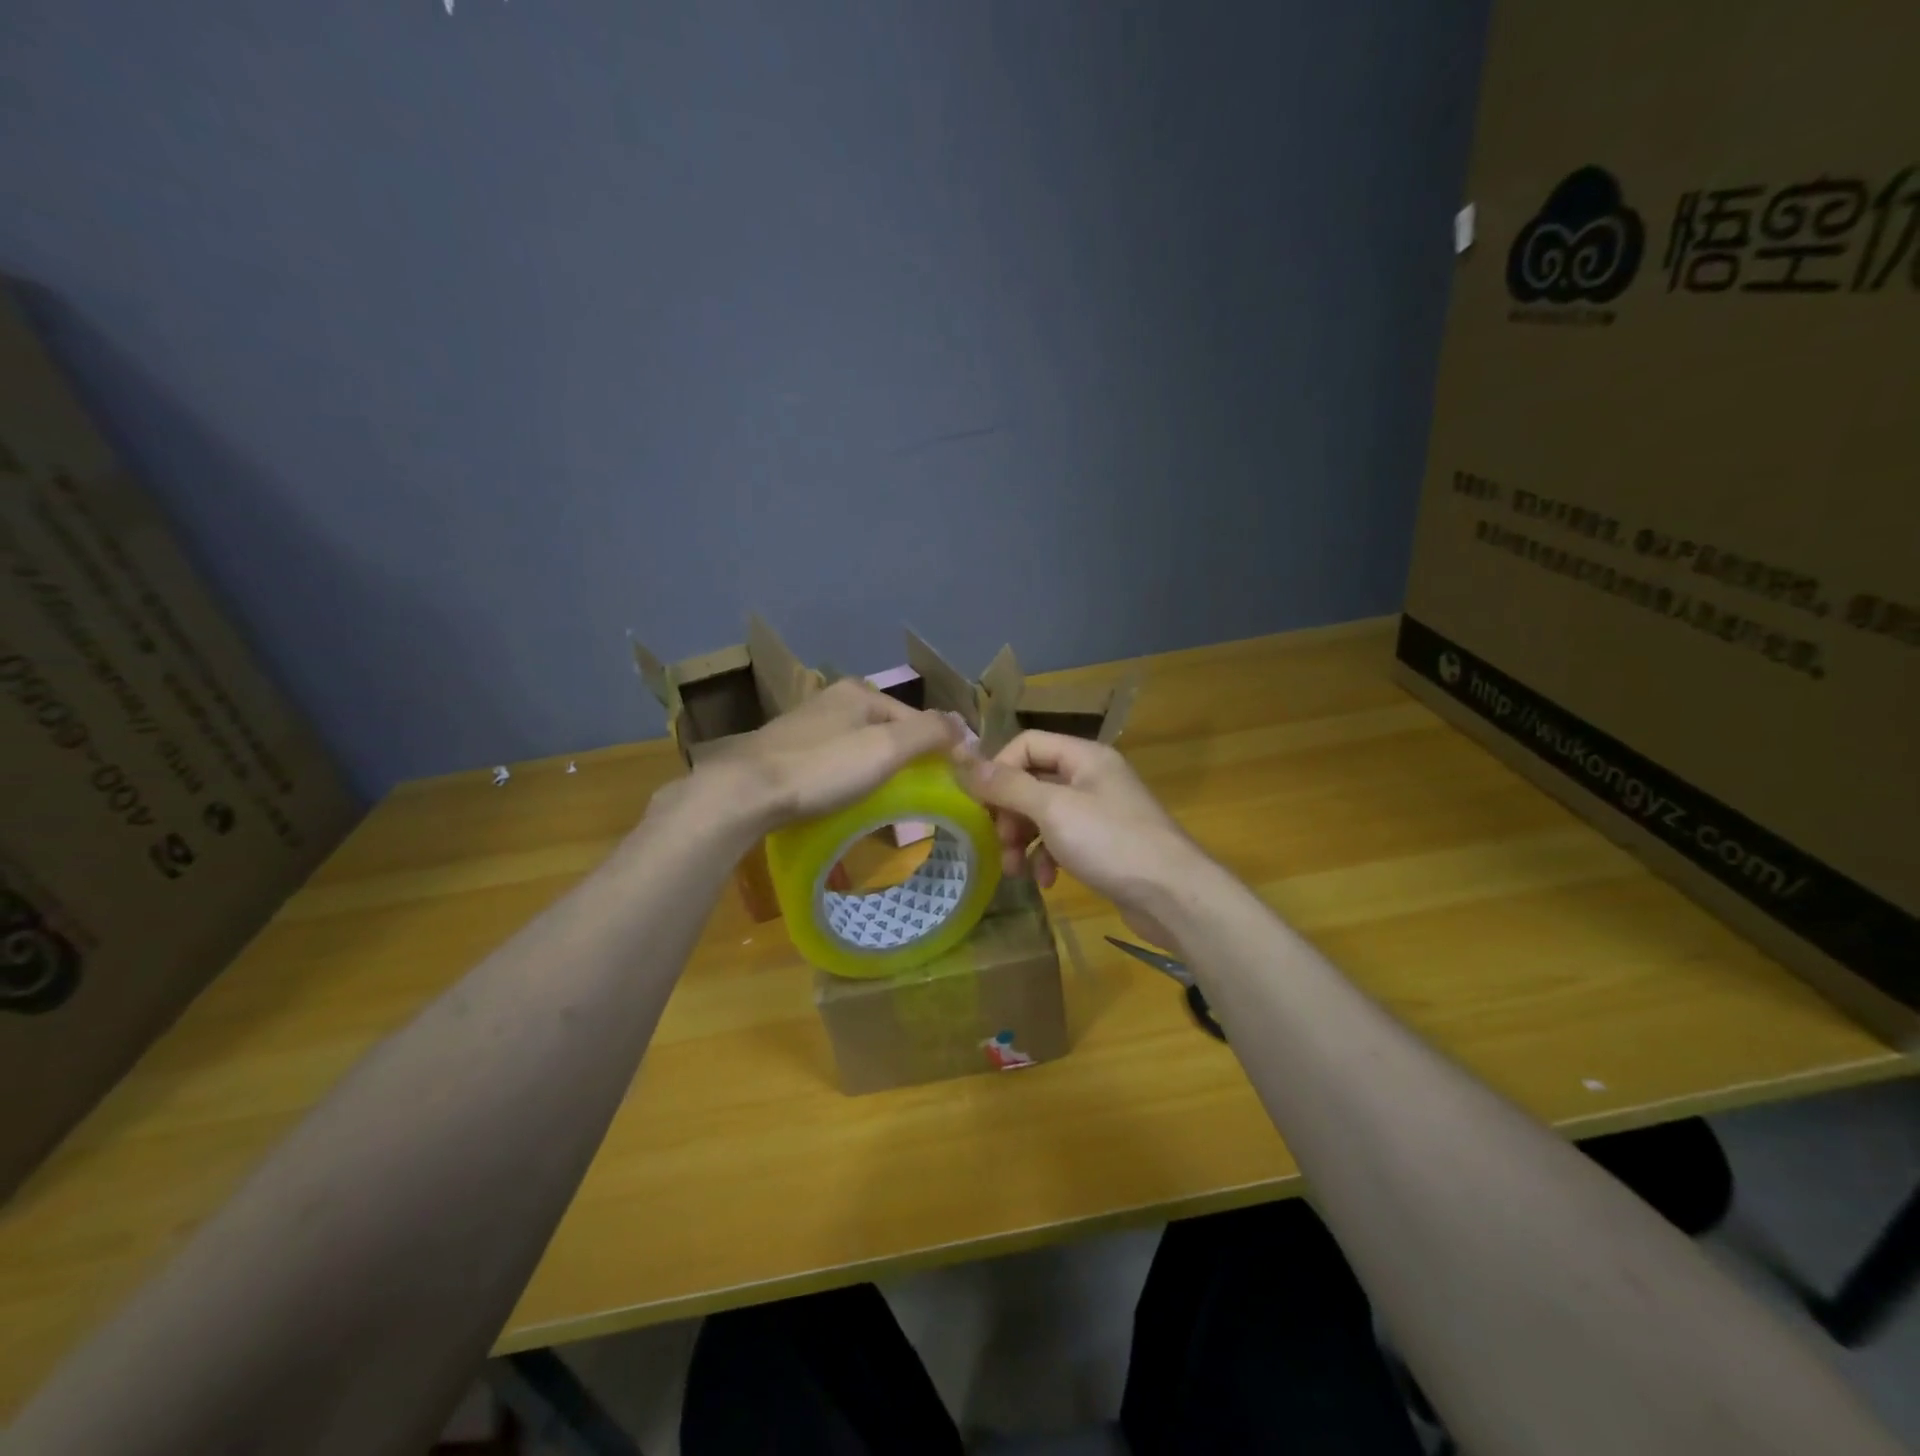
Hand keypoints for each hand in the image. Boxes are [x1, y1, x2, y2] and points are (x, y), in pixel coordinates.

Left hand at [668, 678, 959, 838]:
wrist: (745, 792)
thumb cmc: (823, 768)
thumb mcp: (886, 748)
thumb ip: (930, 733)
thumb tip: (963, 726)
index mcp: (860, 692)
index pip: (917, 720)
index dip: (938, 750)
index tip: (950, 786)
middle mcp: (834, 700)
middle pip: (888, 732)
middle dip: (905, 762)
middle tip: (918, 799)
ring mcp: (806, 724)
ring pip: (859, 747)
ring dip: (876, 772)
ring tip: (885, 806)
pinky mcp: (786, 751)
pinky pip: (833, 762)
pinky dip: (847, 779)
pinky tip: (844, 800)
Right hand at [957, 730, 1215, 952]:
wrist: (1173, 895)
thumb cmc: (1111, 842)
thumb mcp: (1052, 809)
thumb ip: (1007, 785)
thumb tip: (963, 760)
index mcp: (1084, 757)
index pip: (1026, 744)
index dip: (998, 769)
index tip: (981, 804)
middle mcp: (1092, 777)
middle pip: (1033, 781)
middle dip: (1009, 812)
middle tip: (999, 841)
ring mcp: (1100, 812)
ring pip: (1044, 815)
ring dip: (1023, 839)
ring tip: (1014, 869)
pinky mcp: (1104, 844)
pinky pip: (1063, 840)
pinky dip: (1048, 857)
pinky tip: (1046, 881)